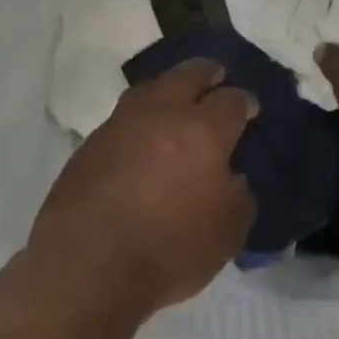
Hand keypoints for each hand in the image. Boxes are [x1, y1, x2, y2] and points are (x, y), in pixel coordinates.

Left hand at [30, 60, 258, 314]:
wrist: (89, 265)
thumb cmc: (170, 250)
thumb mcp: (228, 231)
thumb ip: (238, 194)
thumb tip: (230, 176)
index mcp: (203, 131)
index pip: (231, 100)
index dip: (244, 101)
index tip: (249, 108)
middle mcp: (161, 114)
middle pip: (188, 74)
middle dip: (207, 73)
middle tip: (217, 77)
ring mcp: (119, 125)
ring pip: (150, 88)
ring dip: (169, 88)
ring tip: (177, 100)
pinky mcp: (89, 144)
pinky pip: (123, 117)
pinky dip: (141, 118)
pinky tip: (143, 136)